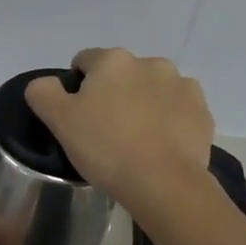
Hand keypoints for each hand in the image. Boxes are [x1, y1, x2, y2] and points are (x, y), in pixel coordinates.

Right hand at [25, 48, 214, 216]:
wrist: (164, 183)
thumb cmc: (106, 148)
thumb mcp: (60, 121)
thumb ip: (43, 93)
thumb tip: (45, 83)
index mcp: (113, 61)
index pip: (85, 61)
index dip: (77, 86)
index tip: (79, 116)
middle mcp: (150, 63)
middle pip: (122, 74)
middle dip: (114, 94)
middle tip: (107, 131)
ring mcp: (182, 85)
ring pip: (153, 90)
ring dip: (145, 104)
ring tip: (138, 140)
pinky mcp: (202, 111)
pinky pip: (179, 110)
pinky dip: (170, 121)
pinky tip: (161, 146)